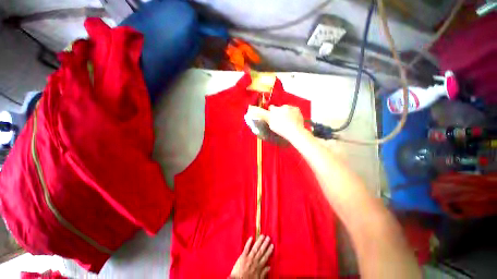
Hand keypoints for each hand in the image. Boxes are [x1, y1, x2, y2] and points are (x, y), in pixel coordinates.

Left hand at [230, 235, 273, 278]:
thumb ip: (263, 273)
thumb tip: (269, 267)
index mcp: (259, 267)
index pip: (265, 257)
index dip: (269, 251)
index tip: (272, 245)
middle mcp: (255, 261)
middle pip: (261, 251)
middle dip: (265, 244)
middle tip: (268, 237)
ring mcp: (249, 258)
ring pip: (255, 248)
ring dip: (259, 241)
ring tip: (262, 235)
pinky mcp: (242, 256)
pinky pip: (246, 248)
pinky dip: (249, 243)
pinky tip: (251, 237)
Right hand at [246, 105, 310, 143]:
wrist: (295, 132)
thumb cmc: (281, 129)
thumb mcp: (270, 123)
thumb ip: (262, 115)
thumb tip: (252, 109)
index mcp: (275, 110)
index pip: (271, 108)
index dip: (270, 113)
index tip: (272, 117)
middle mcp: (283, 106)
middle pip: (279, 108)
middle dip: (278, 112)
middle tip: (279, 121)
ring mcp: (291, 108)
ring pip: (286, 109)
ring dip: (286, 113)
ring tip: (287, 122)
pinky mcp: (298, 110)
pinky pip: (293, 110)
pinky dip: (292, 114)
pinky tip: (292, 120)